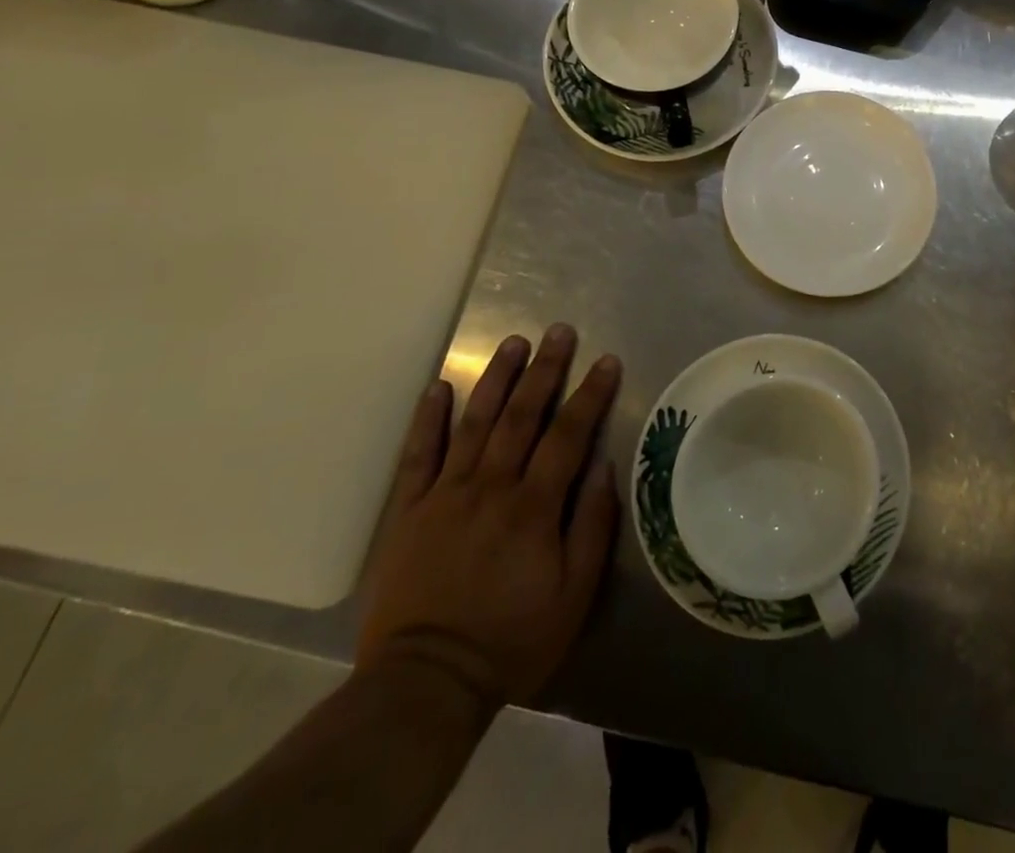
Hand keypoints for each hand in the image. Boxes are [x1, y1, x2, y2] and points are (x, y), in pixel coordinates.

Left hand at [356, 324, 621, 712]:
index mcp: (533, 506)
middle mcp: (491, 487)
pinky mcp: (408, 512)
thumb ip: (591, 526)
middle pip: (522, 416)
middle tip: (559, 331)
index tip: (606, 360)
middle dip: (545, 369)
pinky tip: (438, 387)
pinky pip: (418, 456)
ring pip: (475, 423)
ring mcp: (445, 495)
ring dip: (496, 379)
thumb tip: (603, 467)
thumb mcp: (574, 594)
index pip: (568, 434)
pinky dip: (428, 419)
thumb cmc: (512, 640)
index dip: (590, 394)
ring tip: (513, 342)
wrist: (425, 684)